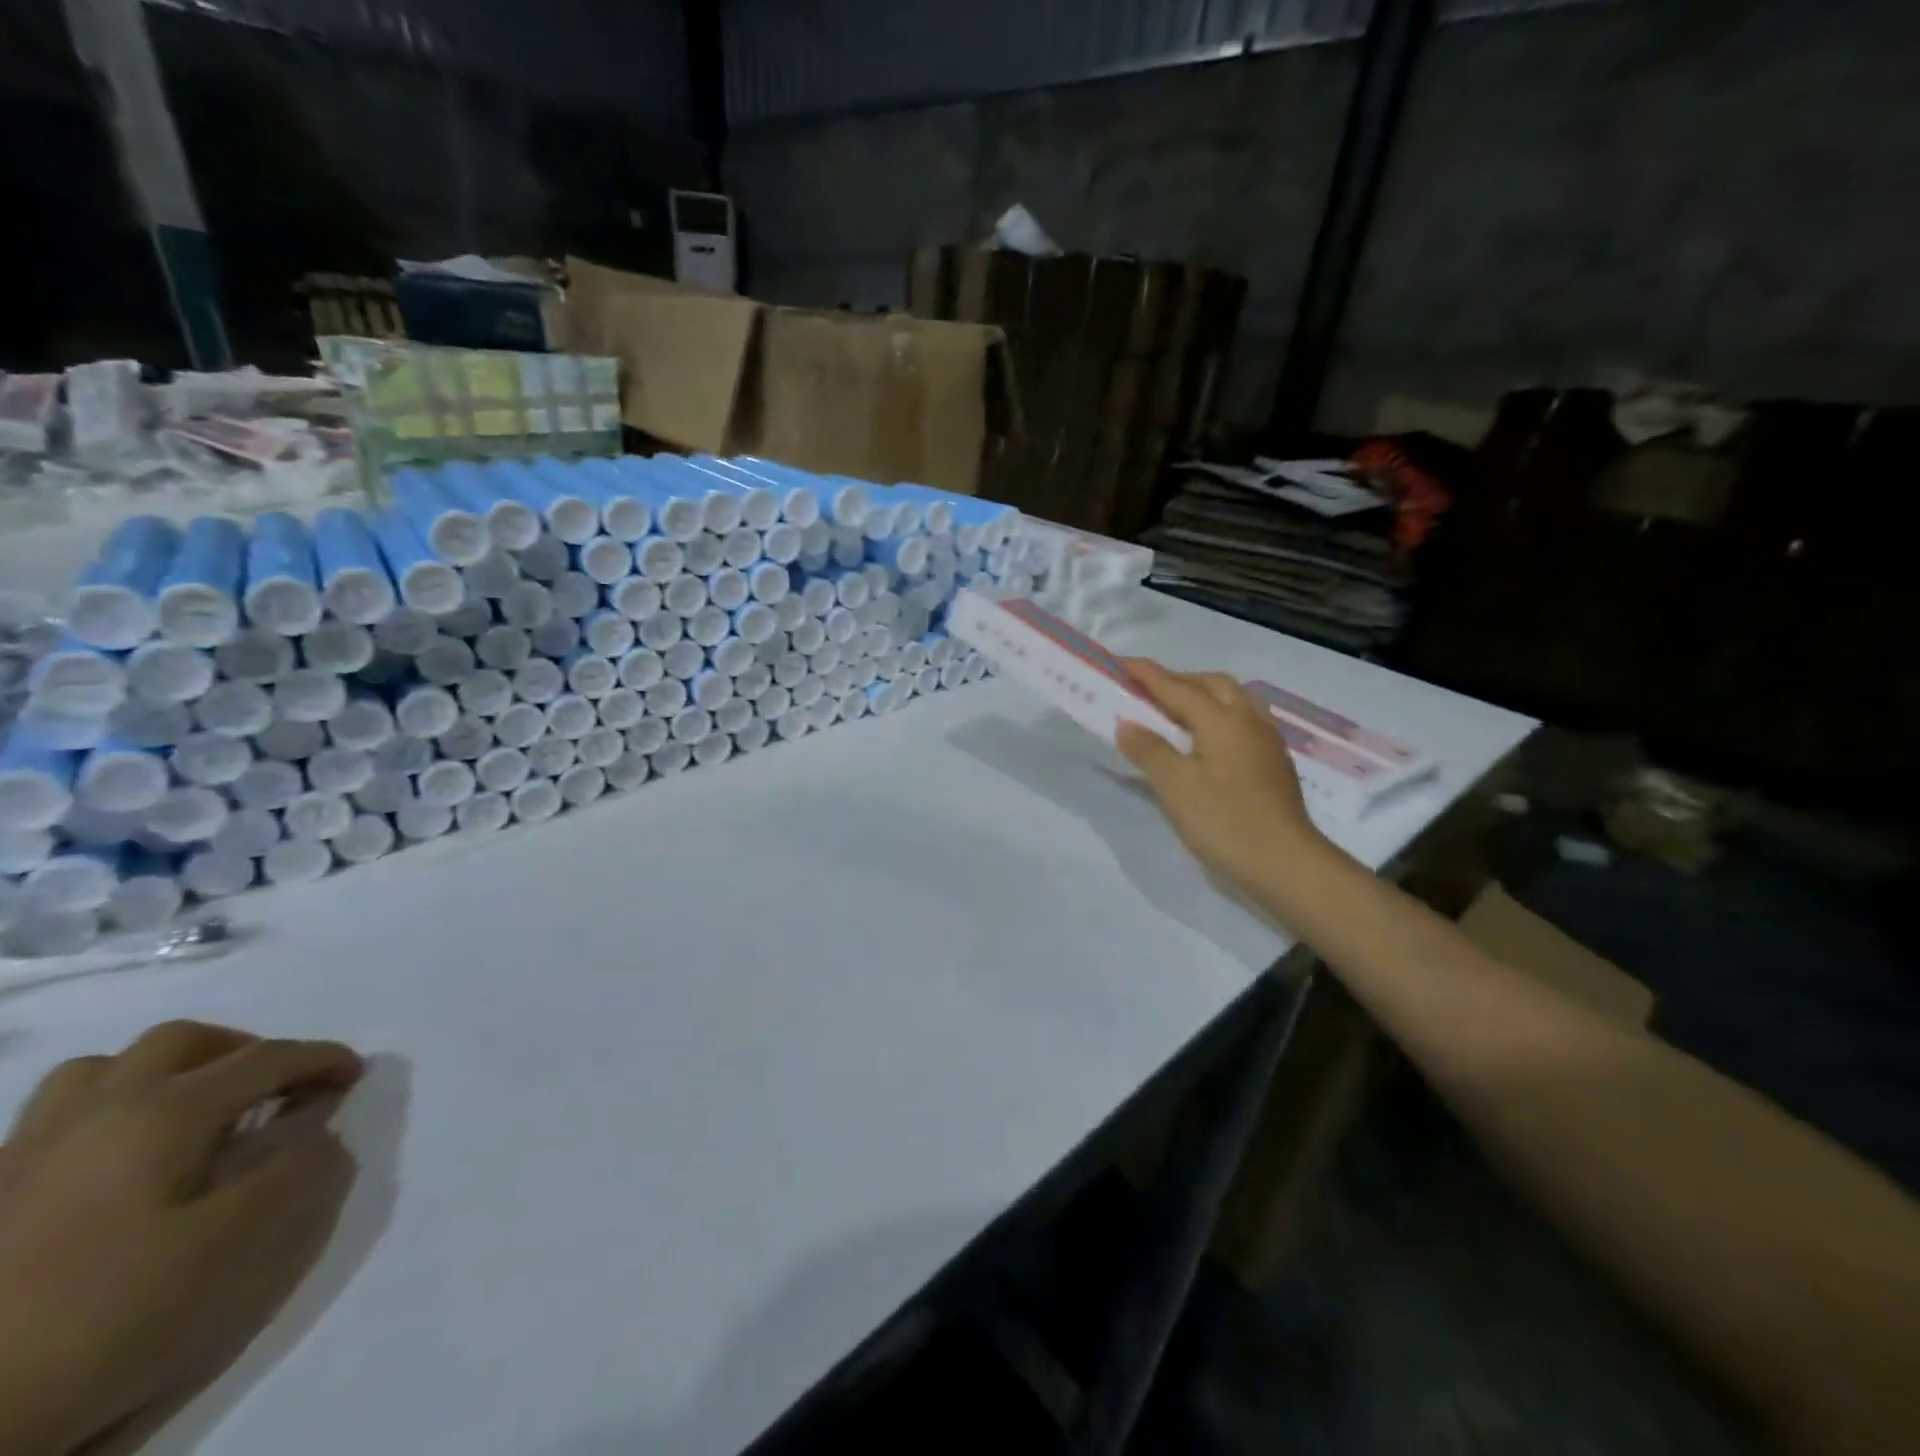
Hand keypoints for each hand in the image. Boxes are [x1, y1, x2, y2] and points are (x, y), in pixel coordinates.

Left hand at [0, 1021, 362, 1455]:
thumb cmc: (114, 1315)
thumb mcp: (238, 1243)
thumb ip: (299, 1168)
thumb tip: (317, 1129)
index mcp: (161, 1113)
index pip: (265, 1058)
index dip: (322, 1059)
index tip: (358, 1075)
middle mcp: (94, 1112)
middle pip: (183, 1043)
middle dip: (247, 1051)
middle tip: (279, 1089)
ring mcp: (26, 1154)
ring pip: (106, 1070)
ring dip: (170, 1073)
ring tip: (200, 1114)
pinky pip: (58, 1118)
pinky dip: (111, 1111)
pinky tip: (125, 1159)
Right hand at [1115, 658, 1325, 892]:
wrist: (1284, 862)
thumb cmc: (1223, 820)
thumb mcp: (1174, 786)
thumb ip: (1149, 750)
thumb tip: (1127, 723)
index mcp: (1221, 719)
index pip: (1176, 687)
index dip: (1146, 674)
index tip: (1120, 662)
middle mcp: (1248, 720)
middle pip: (1211, 684)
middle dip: (1178, 679)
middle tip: (1148, 690)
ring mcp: (1267, 740)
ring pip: (1234, 699)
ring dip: (1204, 694)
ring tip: (1179, 711)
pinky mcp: (1275, 761)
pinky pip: (1245, 719)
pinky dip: (1221, 714)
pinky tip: (1210, 738)